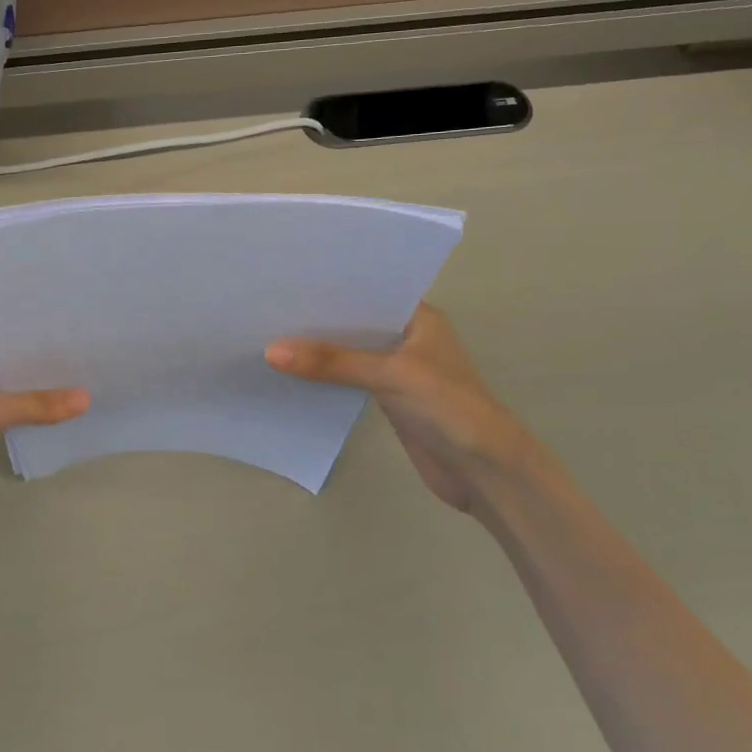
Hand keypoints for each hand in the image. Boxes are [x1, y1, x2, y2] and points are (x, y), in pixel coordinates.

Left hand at [0, 347, 87, 554]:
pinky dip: (39, 421)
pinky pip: (19, 424)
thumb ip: (36, 404)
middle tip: (84, 358)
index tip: (67, 332)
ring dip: (44, 396)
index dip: (29, 336)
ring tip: (83, 384)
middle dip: (43, 367)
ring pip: (18, 399)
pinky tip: (66, 419)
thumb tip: (86, 398)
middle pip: (12, 371)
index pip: (0, 343)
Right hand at [266, 305, 532, 515]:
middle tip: (268, 307)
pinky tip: (291, 373)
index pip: (368, 292)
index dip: (331, 287)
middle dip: (318, 319)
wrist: (483, 471)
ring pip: (349, 353)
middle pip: (354, 323)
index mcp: (419, 318)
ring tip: (269, 335)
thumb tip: (270, 351)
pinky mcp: (389, 399)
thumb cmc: (447, 406)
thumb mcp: (389, 374)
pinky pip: (349, 380)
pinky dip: (325, 377)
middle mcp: (407, 338)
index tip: (287, 280)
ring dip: (319, 350)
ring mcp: (399, 370)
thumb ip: (331, 362)